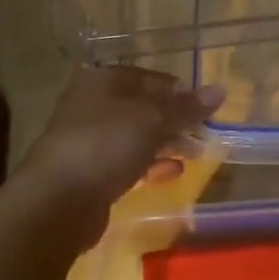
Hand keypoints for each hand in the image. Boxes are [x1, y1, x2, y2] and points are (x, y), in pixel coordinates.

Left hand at [19, 66, 222, 207]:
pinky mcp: (91, 172)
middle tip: (205, 135)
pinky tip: (174, 173)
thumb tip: (221, 90)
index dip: (179, 92)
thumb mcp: (153, 120)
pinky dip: (151, 165)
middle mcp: (94, 105)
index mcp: (104, 81)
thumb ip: (186, 107)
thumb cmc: (106, 145)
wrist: (57, 200)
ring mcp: (90, 140)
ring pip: (136, 136)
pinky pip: (127, 162)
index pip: (151, 79)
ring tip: (197, 155)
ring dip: (167, 144)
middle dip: (176, 121)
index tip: (205, 110)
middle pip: (143, 108)